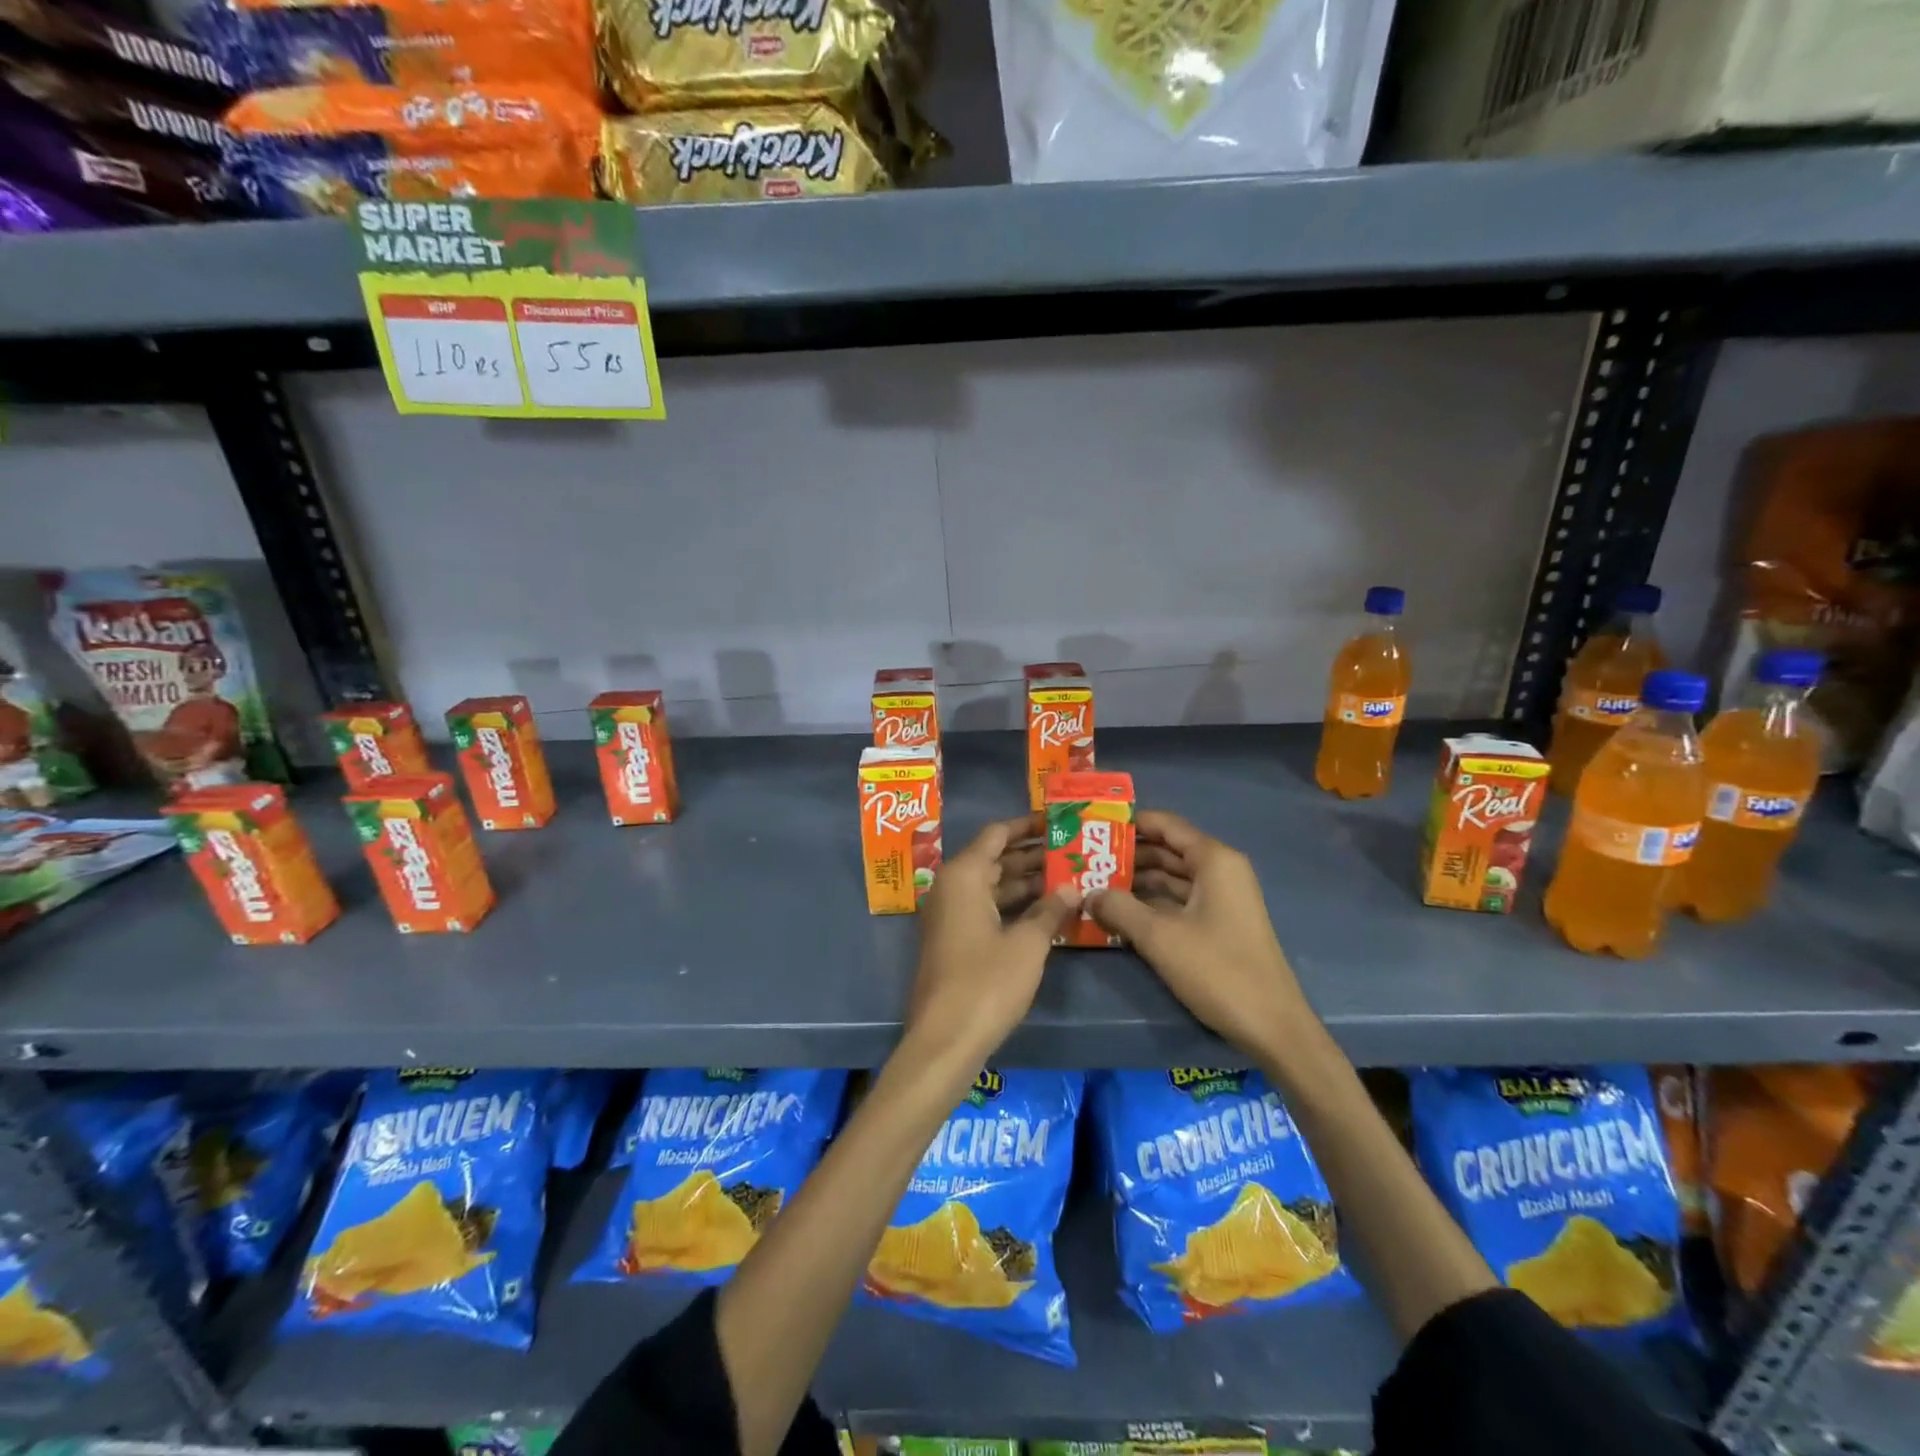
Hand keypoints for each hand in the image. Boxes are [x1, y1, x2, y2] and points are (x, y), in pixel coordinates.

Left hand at [905, 815, 1078, 1070]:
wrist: (945, 1039)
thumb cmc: (987, 983)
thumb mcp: (1027, 944)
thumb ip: (1050, 910)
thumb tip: (1072, 888)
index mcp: (964, 876)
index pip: (997, 834)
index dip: (1027, 825)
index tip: (1057, 821)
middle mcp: (951, 887)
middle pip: (995, 859)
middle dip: (1032, 855)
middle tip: (1072, 850)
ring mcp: (950, 915)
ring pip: (992, 886)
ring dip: (1026, 883)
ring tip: (1069, 877)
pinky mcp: (953, 940)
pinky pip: (986, 909)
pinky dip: (1013, 906)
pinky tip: (1046, 911)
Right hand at [1089, 810, 1317, 1064]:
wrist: (1272, 1026)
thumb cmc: (1218, 970)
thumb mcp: (1159, 937)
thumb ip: (1119, 908)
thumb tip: (1087, 893)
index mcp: (1213, 860)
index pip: (1165, 824)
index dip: (1129, 823)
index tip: (1093, 828)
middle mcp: (1220, 870)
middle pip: (1167, 849)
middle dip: (1128, 854)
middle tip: (1085, 860)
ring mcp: (1222, 898)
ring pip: (1172, 876)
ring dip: (1136, 880)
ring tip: (1095, 885)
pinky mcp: (1220, 923)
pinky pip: (1179, 899)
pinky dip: (1152, 901)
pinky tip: (1121, 912)